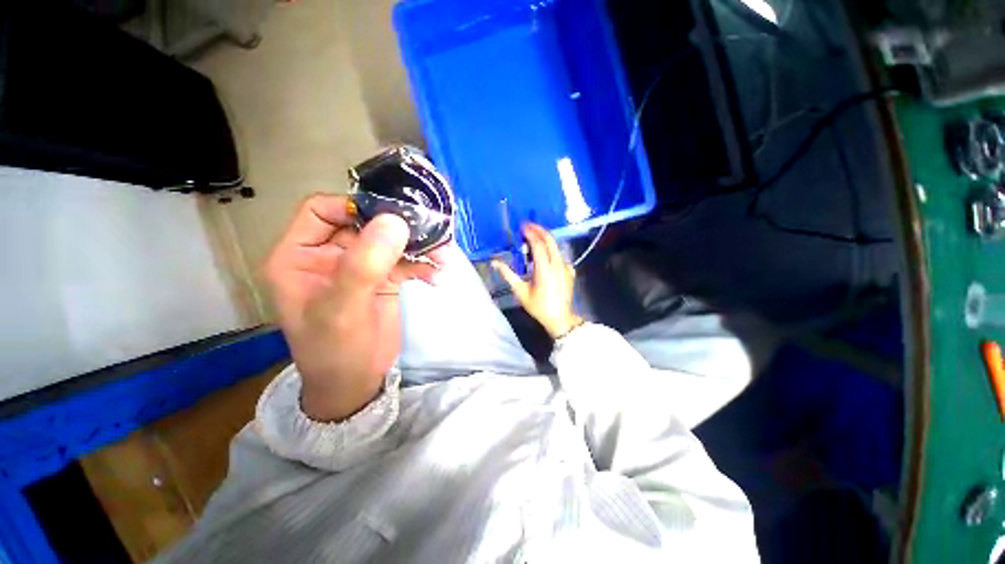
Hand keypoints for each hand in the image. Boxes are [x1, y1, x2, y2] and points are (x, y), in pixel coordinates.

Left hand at [264, 194, 443, 421]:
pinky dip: (423, 263)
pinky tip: (436, 275)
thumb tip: (394, 221)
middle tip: (431, 233)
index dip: (355, 207)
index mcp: (300, 255)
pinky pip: (405, 259)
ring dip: (418, 245)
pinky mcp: (384, 279)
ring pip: (390, 240)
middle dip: (399, 228)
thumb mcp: (343, 309)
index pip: (322, 210)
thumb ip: (364, 265)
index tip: (392, 217)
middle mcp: (329, 254)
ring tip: (441, 257)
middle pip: (365, 223)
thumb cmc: (335, 351)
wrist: (356, 384)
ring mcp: (360, 266)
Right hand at [492, 223, 582, 338]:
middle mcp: (558, 264)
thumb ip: (508, 275)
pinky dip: (551, 251)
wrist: (560, 319)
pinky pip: (560, 256)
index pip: (538, 244)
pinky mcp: (570, 271)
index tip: (522, 227)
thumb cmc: (538, 306)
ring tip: (532, 241)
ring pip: (556, 247)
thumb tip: (494, 262)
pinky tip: (544, 257)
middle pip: (550, 240)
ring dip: (544, 240)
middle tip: (528, 227)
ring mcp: (566, 267)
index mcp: (545, 269)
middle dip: (539, 230)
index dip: (530, 233)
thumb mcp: (520, 291)